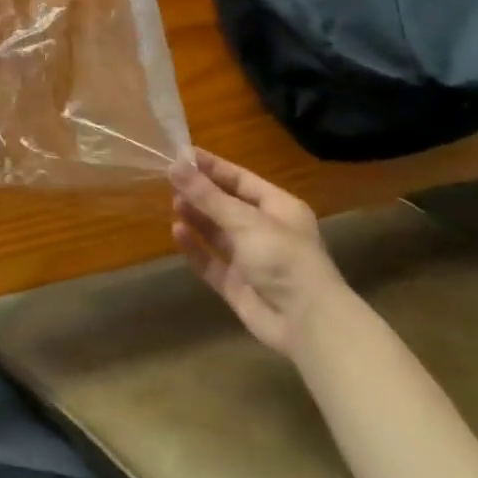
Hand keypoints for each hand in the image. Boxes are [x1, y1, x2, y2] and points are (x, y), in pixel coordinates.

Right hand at [169, 149, 346, 359]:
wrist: (307, 324)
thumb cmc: (283, 258)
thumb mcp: (245, 220)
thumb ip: (208, 195)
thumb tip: (175, 166)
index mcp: (278, 208)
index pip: (240, 179)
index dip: (212, 166)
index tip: (181, 153)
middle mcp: (265, 230)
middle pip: (227, 205)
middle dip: (201, 192)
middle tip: (170, 179)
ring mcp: (250, 259)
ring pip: (218, 233)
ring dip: (197, 217)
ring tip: (173, 202)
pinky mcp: (237, 285)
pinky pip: (211, 261)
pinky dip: (195, 247)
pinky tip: (177, 232)